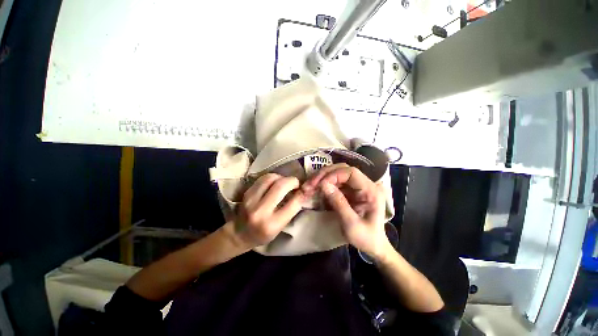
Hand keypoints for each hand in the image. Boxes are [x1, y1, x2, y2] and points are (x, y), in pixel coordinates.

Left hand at [233, 173, 304, 247]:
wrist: (239, 234)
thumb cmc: (264, 234)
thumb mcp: (281, 226)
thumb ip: (292, 209)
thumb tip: (304, 190)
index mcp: (272, 224)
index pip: (293, 204)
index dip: (302, 193)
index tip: (306, 189)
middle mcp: (260, 211)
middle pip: (281, 186)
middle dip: (292, 181)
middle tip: (296, 184)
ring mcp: (251, 200)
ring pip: (271, 178)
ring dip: (282, 177)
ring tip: (284, 183)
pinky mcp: (247, 192)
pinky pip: (263, 178)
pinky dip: (272, 177)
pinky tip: (274, 183)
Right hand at [303, 164, 390, 258]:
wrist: (373, 245)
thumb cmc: (366, 238)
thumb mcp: (351, 224)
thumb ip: (338, 203)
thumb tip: (323, 185)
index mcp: (371, 190)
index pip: (351, 172)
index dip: (333, 175)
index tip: (320, 185)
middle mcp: (365, 184)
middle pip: (343, 169)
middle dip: (325, 174)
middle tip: (310, 183)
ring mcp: (357, 186)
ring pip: (337, 174)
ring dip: (322, 178)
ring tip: (309, 186)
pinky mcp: (351, 191)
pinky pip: (336, 182)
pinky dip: (324, 184)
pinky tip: (316, 189)